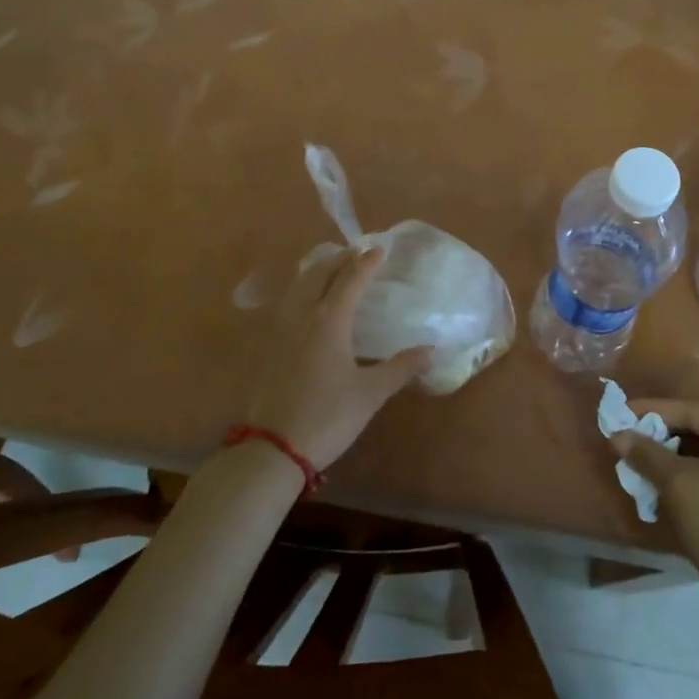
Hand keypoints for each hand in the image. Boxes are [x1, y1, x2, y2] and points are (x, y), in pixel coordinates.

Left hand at [248, 246, 430, 474]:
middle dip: (339, 258)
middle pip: (319, 273)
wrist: (273, 449)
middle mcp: (302, 315)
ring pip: (298, 284)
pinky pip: (286, 301)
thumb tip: (431, 349)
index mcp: (329, 320)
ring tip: (332, 266)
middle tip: (357, 251)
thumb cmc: (327, 417)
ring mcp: (279, 328)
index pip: (350, 280)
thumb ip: (400, 368)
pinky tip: (307, 301)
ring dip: (317, 269)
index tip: (381, 249)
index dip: (367, 263)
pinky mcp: (267, 345)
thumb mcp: (370, 394)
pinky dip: (301, 288)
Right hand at [612, 400, 698, 604]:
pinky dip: (694, 478)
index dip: (653, 411)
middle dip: (663, 439)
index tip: (623, 415)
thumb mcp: (677, 485)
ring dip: (676, 461)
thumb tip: (618, 435)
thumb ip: (646, 453)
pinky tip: (672, 492)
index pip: (692, 412)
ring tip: (646, 469)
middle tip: (632, 445)